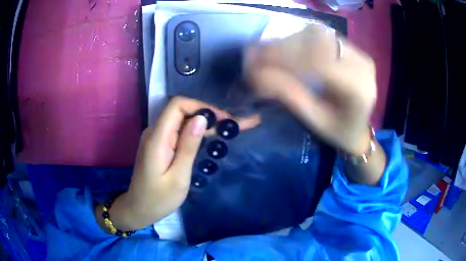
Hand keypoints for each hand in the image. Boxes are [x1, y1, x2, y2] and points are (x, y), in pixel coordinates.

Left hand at [98, 97, 259, 230]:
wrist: (139, 209)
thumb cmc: (159, 199)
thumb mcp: (178, 177)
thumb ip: (188, 146)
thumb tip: (202, 118)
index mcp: (157, 138)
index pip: (177, 105)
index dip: (201, 107)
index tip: (222, 119)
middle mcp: (154, 131)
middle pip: (181, 111)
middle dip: (208, 115)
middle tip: (232, 127)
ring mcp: (156, 137)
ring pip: (181, 121)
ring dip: (203, 124)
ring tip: (226, 131)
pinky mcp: (159, 144)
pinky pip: (178, 131)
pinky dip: (195, 132)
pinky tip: (209, 139)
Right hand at [246, 24, 375, 154]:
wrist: (359, 130)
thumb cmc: (338, 132)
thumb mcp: (314, 120)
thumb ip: (289, 95)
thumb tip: (258, 75)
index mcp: (358, 90)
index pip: (318, 62)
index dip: (284, 57)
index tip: (257, 62)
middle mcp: (362, 66)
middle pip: (318, 42)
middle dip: (284, 46)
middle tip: (258, 54)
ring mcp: (360, 54)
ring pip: (320, 34)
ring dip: (291, 40)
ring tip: (271, 51)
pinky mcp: (355, 50)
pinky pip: (324, 36)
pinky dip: (302, 39)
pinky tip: (288, 47)